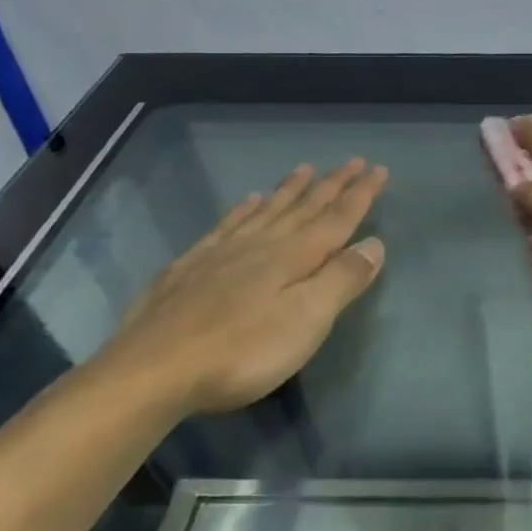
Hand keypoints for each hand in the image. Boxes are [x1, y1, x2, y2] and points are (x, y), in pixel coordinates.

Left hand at [98, 159, 386, 415]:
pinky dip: (245, 208)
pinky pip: (228, 224)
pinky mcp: (191, 266)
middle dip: (332, 184)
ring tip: (305, 169)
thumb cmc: (243, 351)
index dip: (360, 194)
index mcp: (294, 256)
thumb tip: (374, 243)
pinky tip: (249, 200)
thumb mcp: (307, 319)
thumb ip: (342, 279)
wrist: (152, 369)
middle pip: (304, 207)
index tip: (379, 170)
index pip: (337, 218)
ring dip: (290, 190)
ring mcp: (223, 252)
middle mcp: (262, 244)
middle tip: (352, 161)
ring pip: (267, 210)